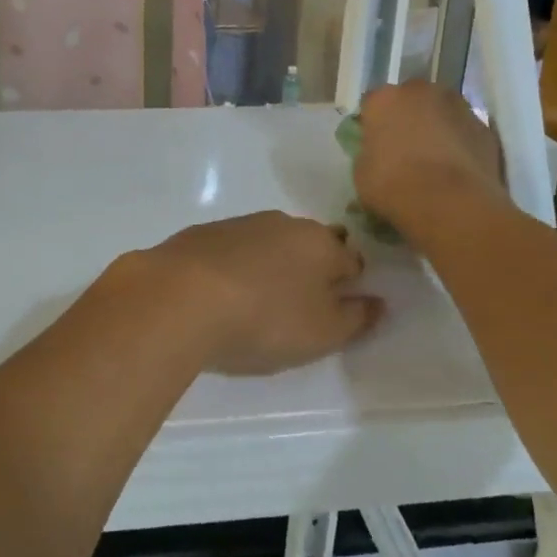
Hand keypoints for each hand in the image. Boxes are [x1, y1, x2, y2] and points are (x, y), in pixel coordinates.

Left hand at [107, 212, 382, 376]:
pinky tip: (222, 292)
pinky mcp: (201, 234)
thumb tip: (377, 302)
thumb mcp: (322, 333)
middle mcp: (283, 223)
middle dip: (311, 266)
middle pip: (310, 243)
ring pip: (269, 242)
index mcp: (320, 243)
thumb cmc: (263, 318)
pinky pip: (232, 249)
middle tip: (300, 302)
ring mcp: (239, 224)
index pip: (351, 258)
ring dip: (271, 263)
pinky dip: (235, 265)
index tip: (339, 306)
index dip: (350, 282)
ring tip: (259, 299)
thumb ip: (355, 318)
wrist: (179, 298)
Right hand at [354, 81, 510, 233]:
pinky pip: (465, 130)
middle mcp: (420, 92)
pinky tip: (457, 167)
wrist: (449, 202)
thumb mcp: (362, 172)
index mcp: (384, 99)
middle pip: (410, 98)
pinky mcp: (485, 126)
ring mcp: (457, 105)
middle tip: (405, 146)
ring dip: (437, 125)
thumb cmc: (393, 185)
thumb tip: (378, 152)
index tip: (373, 142)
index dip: (372, 123)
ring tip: (435, 158)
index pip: (372, 103)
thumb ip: (369, 152)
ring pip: (441, 110)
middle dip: (407, 116)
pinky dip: (460, 142)